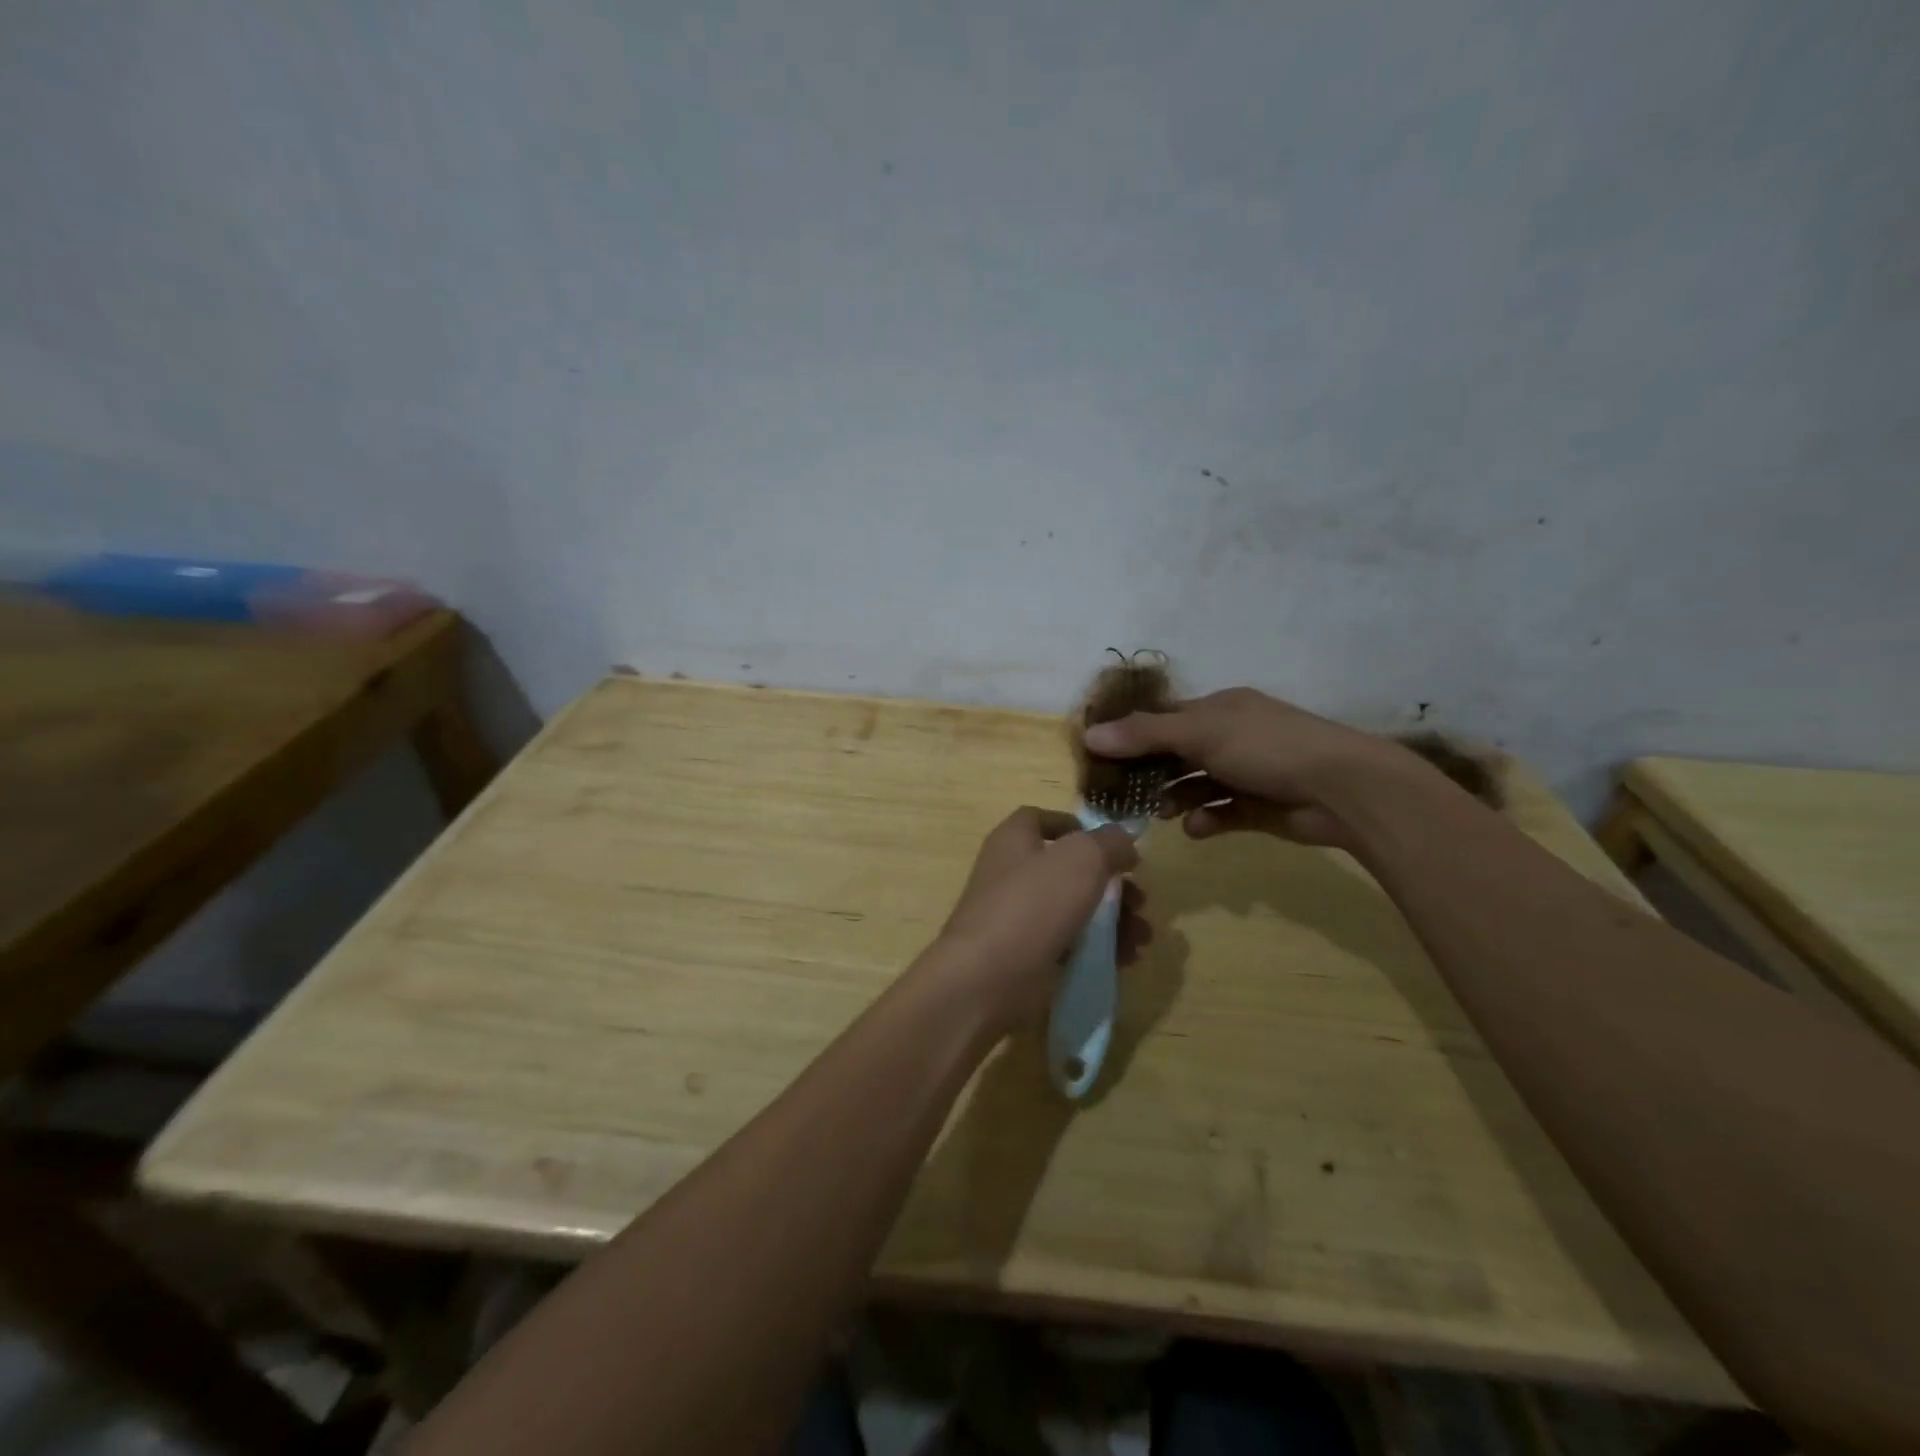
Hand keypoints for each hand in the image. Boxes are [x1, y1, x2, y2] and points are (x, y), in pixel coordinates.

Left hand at [927, 807, 1148, 1029]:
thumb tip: (1124, 841)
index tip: (1112, 845)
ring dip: (1114, 920)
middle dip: (1111, 884)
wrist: (986, 978)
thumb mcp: (1081, 859)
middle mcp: (1012, 873)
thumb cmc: (1032, 904)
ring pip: (1074, 909)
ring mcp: (1017, 917)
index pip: (1041, 819)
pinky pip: (1069, 944)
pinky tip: (1126, 960)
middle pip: (1069, 869)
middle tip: (1141, 901)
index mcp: (1014, 840)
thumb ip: (1109, 843)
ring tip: (1142, 937)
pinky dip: (1098, 948)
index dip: (1077, 827)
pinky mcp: (1025, 955)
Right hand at [1082, 687, 1407, 849]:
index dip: (1133, 735)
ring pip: (1197, 785)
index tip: (1101, 757)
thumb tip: (1088, 735)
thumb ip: (1144, 735)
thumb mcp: (1200, 733)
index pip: (1165, 718)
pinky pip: (1221, 812)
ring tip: (1159, 813)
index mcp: (1220, 709)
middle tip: (1121, 793)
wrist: (1343, 790)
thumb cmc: (1266, 748)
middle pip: (1177, 753)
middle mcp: (1232, 736)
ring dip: (1176, 798)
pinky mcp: (1259, 808)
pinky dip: (1206, 819)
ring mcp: (1247, 773)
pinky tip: (1196, 828)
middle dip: (1151, 773)